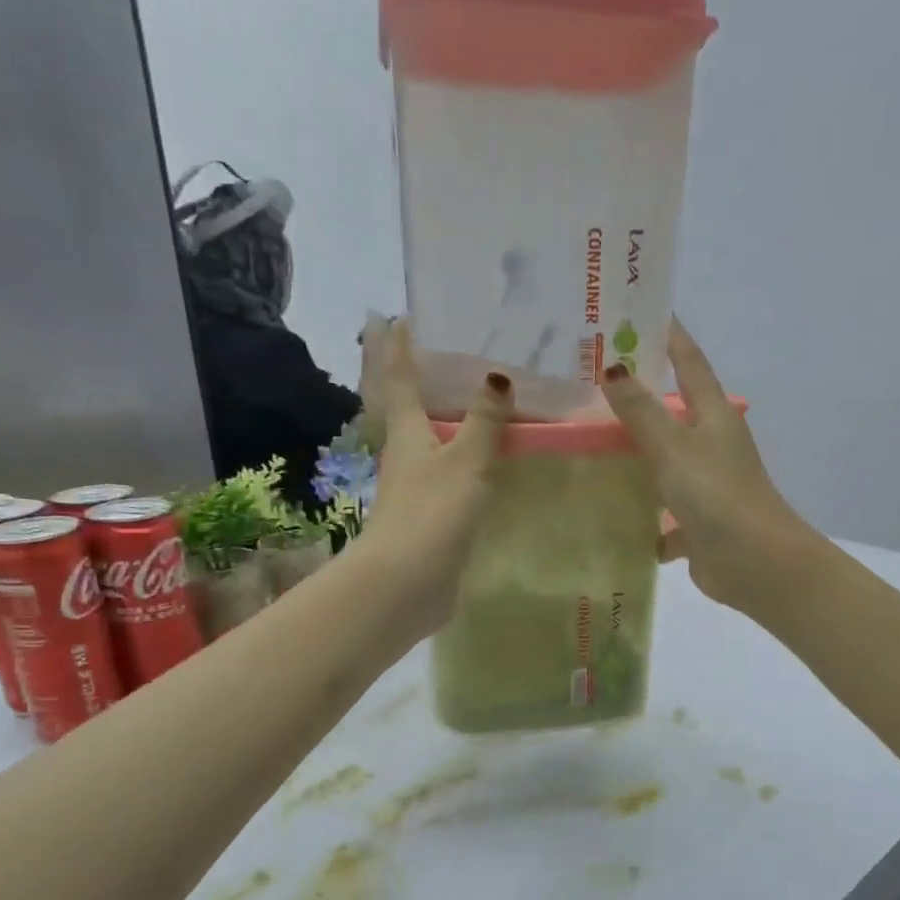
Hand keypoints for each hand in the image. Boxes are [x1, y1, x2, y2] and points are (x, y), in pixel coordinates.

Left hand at [356, 318, 510, 632]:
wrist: (407, 582)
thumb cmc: (432, 513)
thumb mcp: (465, 461)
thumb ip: (484, 422)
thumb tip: (498, 377)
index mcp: (407, 432)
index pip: (402, 380)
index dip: (402, 349)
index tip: (401, 317)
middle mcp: (407, 455)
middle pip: (415, 410)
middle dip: (428, 383)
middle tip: (456, 354)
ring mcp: (418, 488)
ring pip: (436, 444)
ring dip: (454, 422)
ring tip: (483, 401)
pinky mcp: (433, 517)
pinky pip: (454, 476)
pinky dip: (469, 460)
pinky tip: (489, 460)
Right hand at [599, 318, 815, 611]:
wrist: (753, 563)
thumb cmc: (716, 495)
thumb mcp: (674, 448)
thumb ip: (642, 412)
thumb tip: (613, 369)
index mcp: (713, 415)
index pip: (689, 363)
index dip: (670, 335)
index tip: (643, 310)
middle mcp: (712, 444)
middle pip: (672, 412)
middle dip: (638, 397)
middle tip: (593, 380)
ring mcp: (706, 484)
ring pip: (664, 463)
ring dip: (636, 457)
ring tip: (589, 444)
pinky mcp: (698, 523)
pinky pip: (663, 513)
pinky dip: (644, 516)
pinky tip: (612, 518)